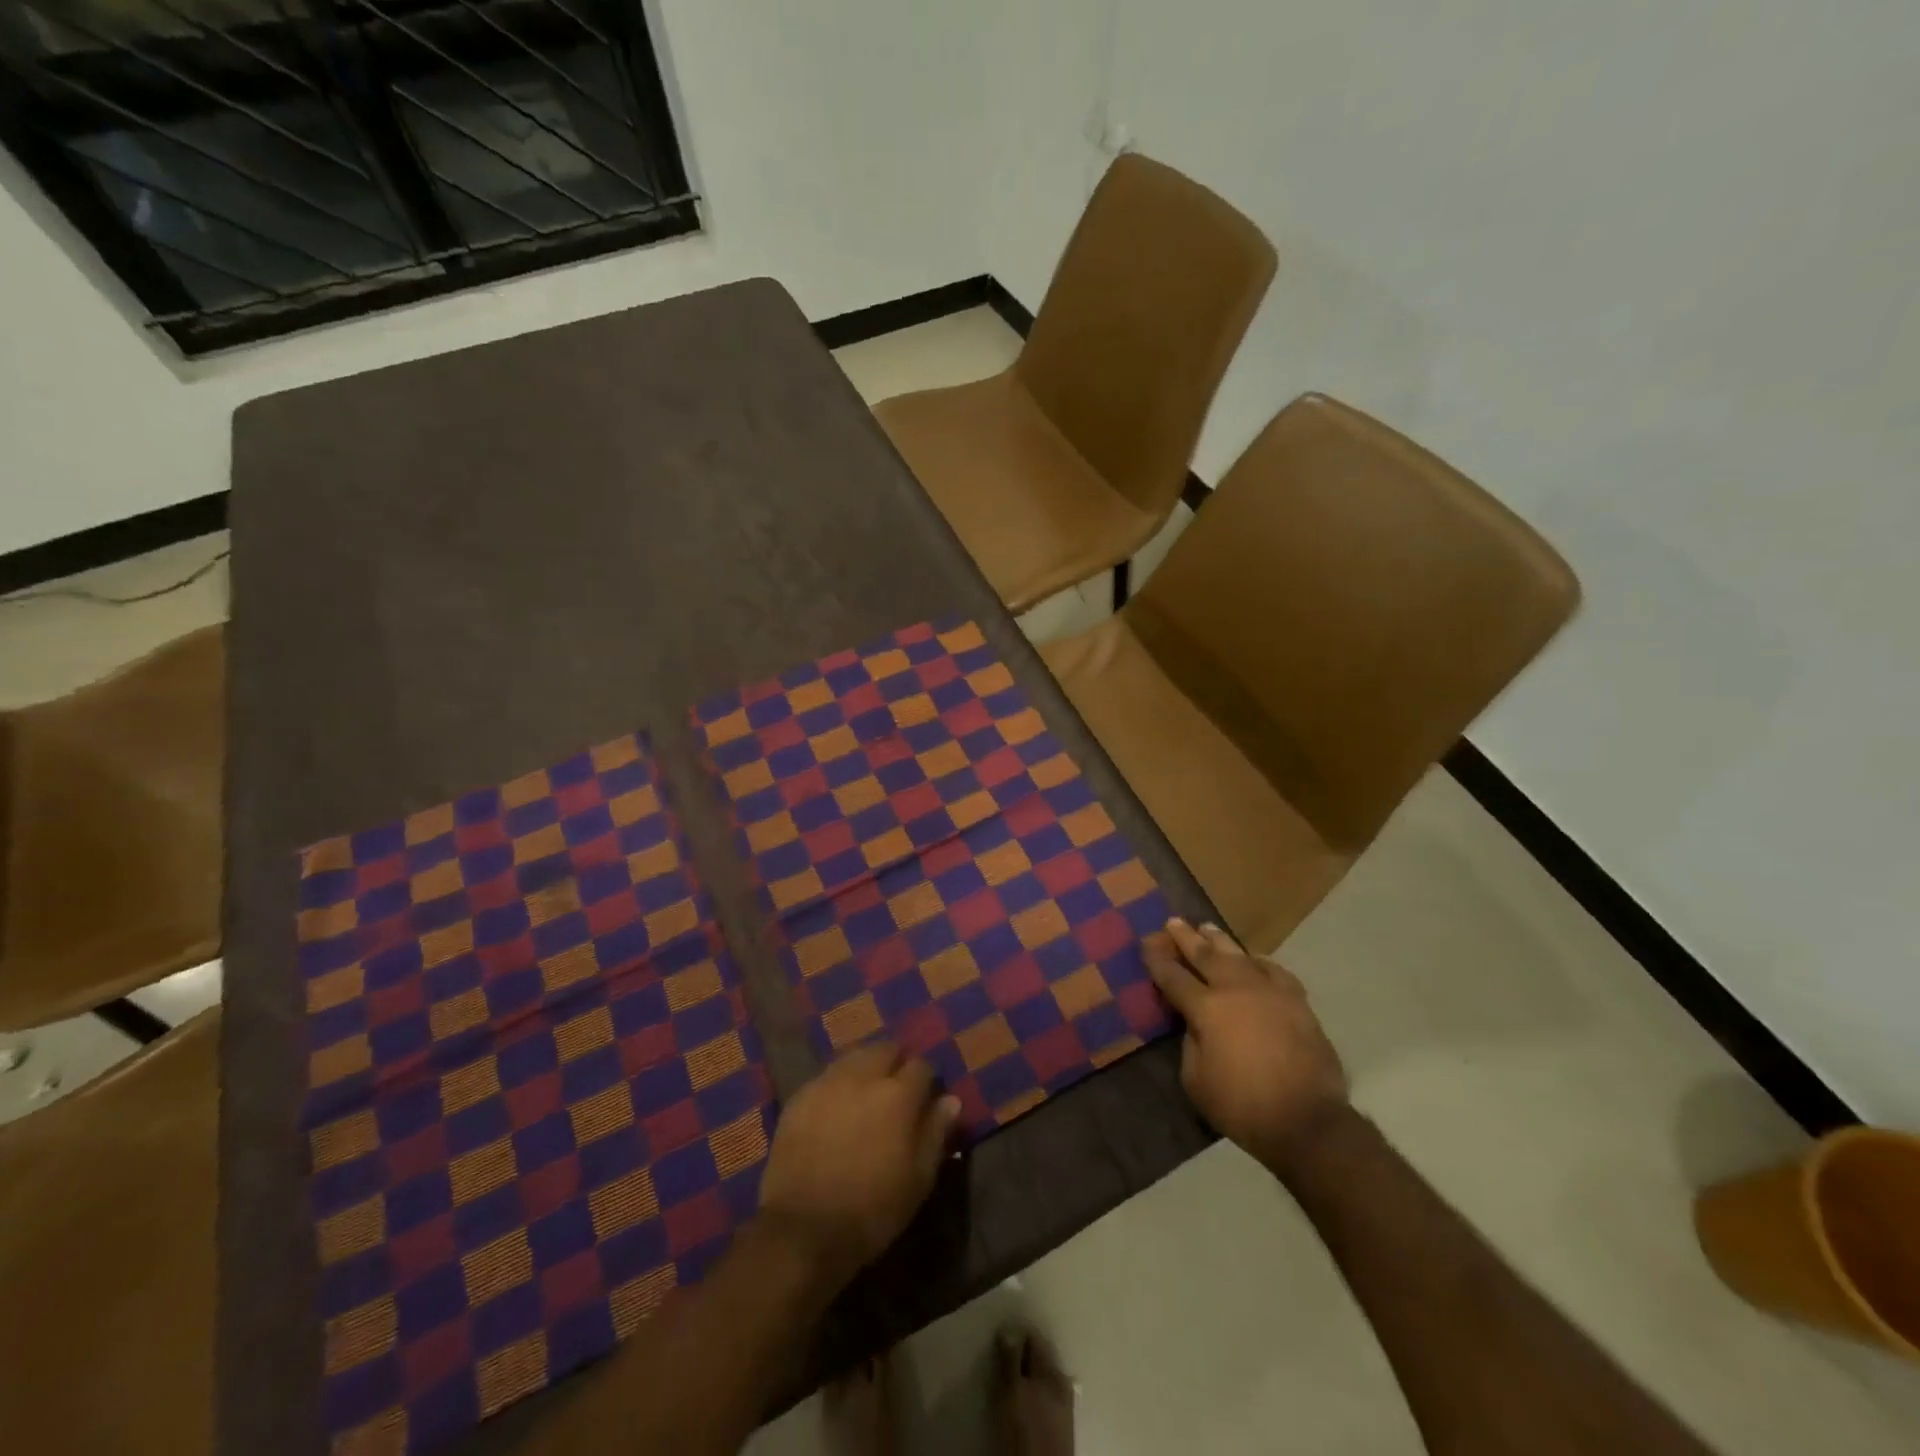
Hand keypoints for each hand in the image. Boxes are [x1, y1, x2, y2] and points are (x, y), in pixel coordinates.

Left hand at [758, 1043, 960, 1288]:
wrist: (802, 1231)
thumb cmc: (871, 1210)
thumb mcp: (918, 1180)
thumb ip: (935, 1133)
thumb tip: (950, 1100)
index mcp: (898, 1094)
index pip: (921, 1066)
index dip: (926, 1082)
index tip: (924, 1101)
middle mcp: (863, 1076)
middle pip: (885, 1049)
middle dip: (895, 1064)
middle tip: (894, 1093)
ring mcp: (828, 1082)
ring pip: (854, 1057)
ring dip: (865, 1068)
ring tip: (864, 1096)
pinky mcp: (800, 1096)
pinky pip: (826, 1077)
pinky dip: (836, 1085)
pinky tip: (834, 1109)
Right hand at [1143, 918, 1348, 1173]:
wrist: (1308, 1120)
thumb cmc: (1243, 1106)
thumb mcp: (1196, 1081)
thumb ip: (1190, 1044)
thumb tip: (1195, 1025)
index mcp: (1205, 1008)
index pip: (1173, 977)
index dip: (1157, 960)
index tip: (1146, 943)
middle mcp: (1235, 989)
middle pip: (1205, 955)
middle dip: (1186, 938)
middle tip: (1173, 921)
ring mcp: (1268, 991)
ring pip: (1239, 955)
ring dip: (1220, 941)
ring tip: (1207, 928)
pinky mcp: (1296, 1002)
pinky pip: (1274, 971)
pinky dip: (1260, 961)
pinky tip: (1254, 959)